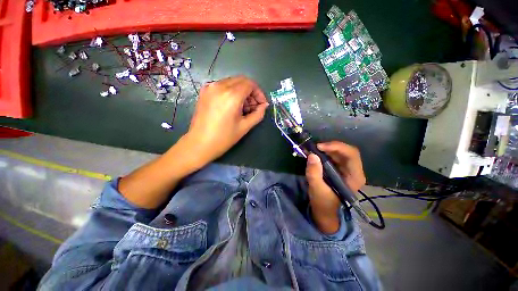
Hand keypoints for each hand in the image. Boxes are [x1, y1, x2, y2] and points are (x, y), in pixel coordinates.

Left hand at [183, 75, 268, 166]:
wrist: (199, 144)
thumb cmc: (224, 138)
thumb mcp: (245, 127)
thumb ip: (258, 114)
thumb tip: (264, 106)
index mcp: (231, 95)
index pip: (250, 84)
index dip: (259, 93)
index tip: (261, 104)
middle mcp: (220, 86)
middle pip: (242, 80)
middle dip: (251, 92)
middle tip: (254, 106)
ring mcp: (210, 87)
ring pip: (232, 82)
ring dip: (242, 92)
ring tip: (243, 108)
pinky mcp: (204, 91)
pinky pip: (223, 85)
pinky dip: (231, 92)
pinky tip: (232, 105)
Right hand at [305, 141, 365, 233]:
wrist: (324, 210)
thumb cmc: (323, 202)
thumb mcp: (316, 189)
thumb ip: (314, 173)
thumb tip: (311, 155)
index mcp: (354, 177)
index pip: (351, 155)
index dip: (336, 147)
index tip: (319, 147)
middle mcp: (354, 170)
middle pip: (346, 151)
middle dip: (330, 146)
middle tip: (315, 147)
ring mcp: (347, 169)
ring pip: (340, 151)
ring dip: (326, 148)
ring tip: (313, 149)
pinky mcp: (339, 168)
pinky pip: (334, 155)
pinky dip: (324, 152)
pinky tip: (315, 153)